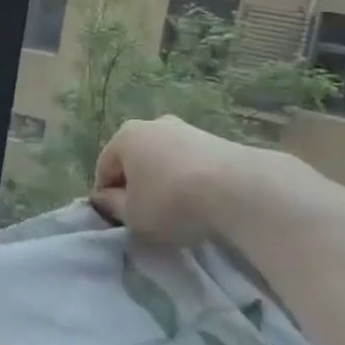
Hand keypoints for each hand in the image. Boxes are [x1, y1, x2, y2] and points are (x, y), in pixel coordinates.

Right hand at [90, 115, 283, 245]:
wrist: (239, 190)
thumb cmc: (171, 201)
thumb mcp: (132, 216)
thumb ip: (112, 206)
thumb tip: (105, 198)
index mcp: (125, 137)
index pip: (105, 168)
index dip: (107, 196)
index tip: (118, 219)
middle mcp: (153, 125)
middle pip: (136, 159)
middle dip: (138, 184)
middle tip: (147, 214)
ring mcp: (188, 129)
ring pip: (166, 160)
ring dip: (166, 181)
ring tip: (180, 211)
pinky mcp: (219, 140)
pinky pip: (193, 164)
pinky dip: (193, 180)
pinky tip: (204, 202)